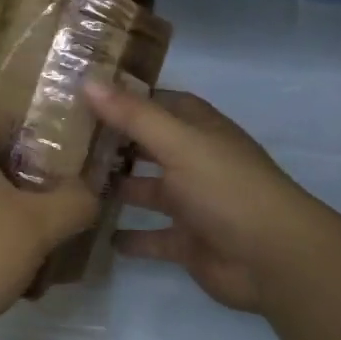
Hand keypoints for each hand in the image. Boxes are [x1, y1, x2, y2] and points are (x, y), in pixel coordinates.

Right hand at [85, 83, 333, 313]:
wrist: (273, 259)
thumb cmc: (226, 188)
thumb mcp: (178, 143)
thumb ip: (133, 115)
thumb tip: (87, 81)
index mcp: (200, 131)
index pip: (161, 104)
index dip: (128, 98)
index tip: (86, 94)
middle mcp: (196, 162)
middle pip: (151, 146)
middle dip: (116, 143)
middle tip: (67, 140)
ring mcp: (193, 204)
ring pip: (148, 191)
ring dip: (119, 189)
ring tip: (73, 185)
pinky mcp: (189, 243)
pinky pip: (153, 238)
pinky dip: (131, 238)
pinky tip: (99, 234)